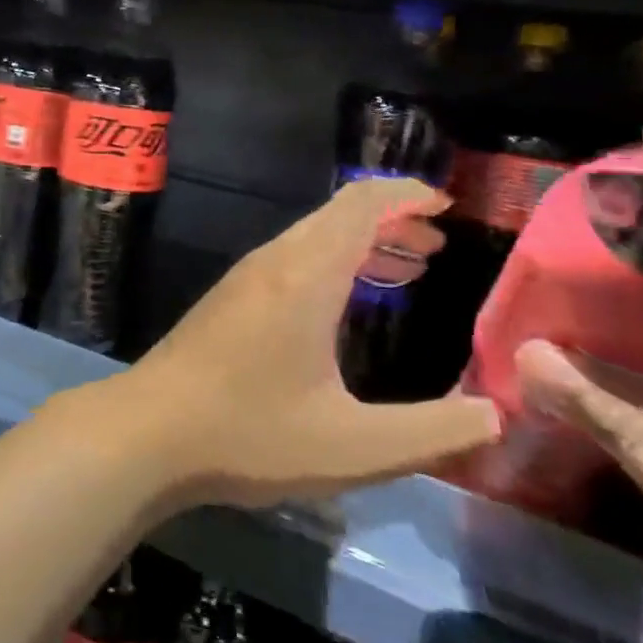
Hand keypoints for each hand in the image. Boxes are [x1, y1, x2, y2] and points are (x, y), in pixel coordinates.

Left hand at [90, 177, 499, 509]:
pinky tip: (343, 304)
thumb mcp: (354, 447)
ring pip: (311, 238)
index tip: (446, 206)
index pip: (361, 204)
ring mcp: (245, 279)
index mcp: (306, 275)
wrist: (147, 432)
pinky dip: (330, 263)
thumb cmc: (249, 433)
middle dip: (391, 220)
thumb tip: (495, 414)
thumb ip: (433, 432)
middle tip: (436, 246)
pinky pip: (290, 260)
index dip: (406, 195)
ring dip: (360, 242)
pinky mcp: (227, 300)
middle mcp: (274, 263)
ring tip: (406, 267)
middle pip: (338, 216)